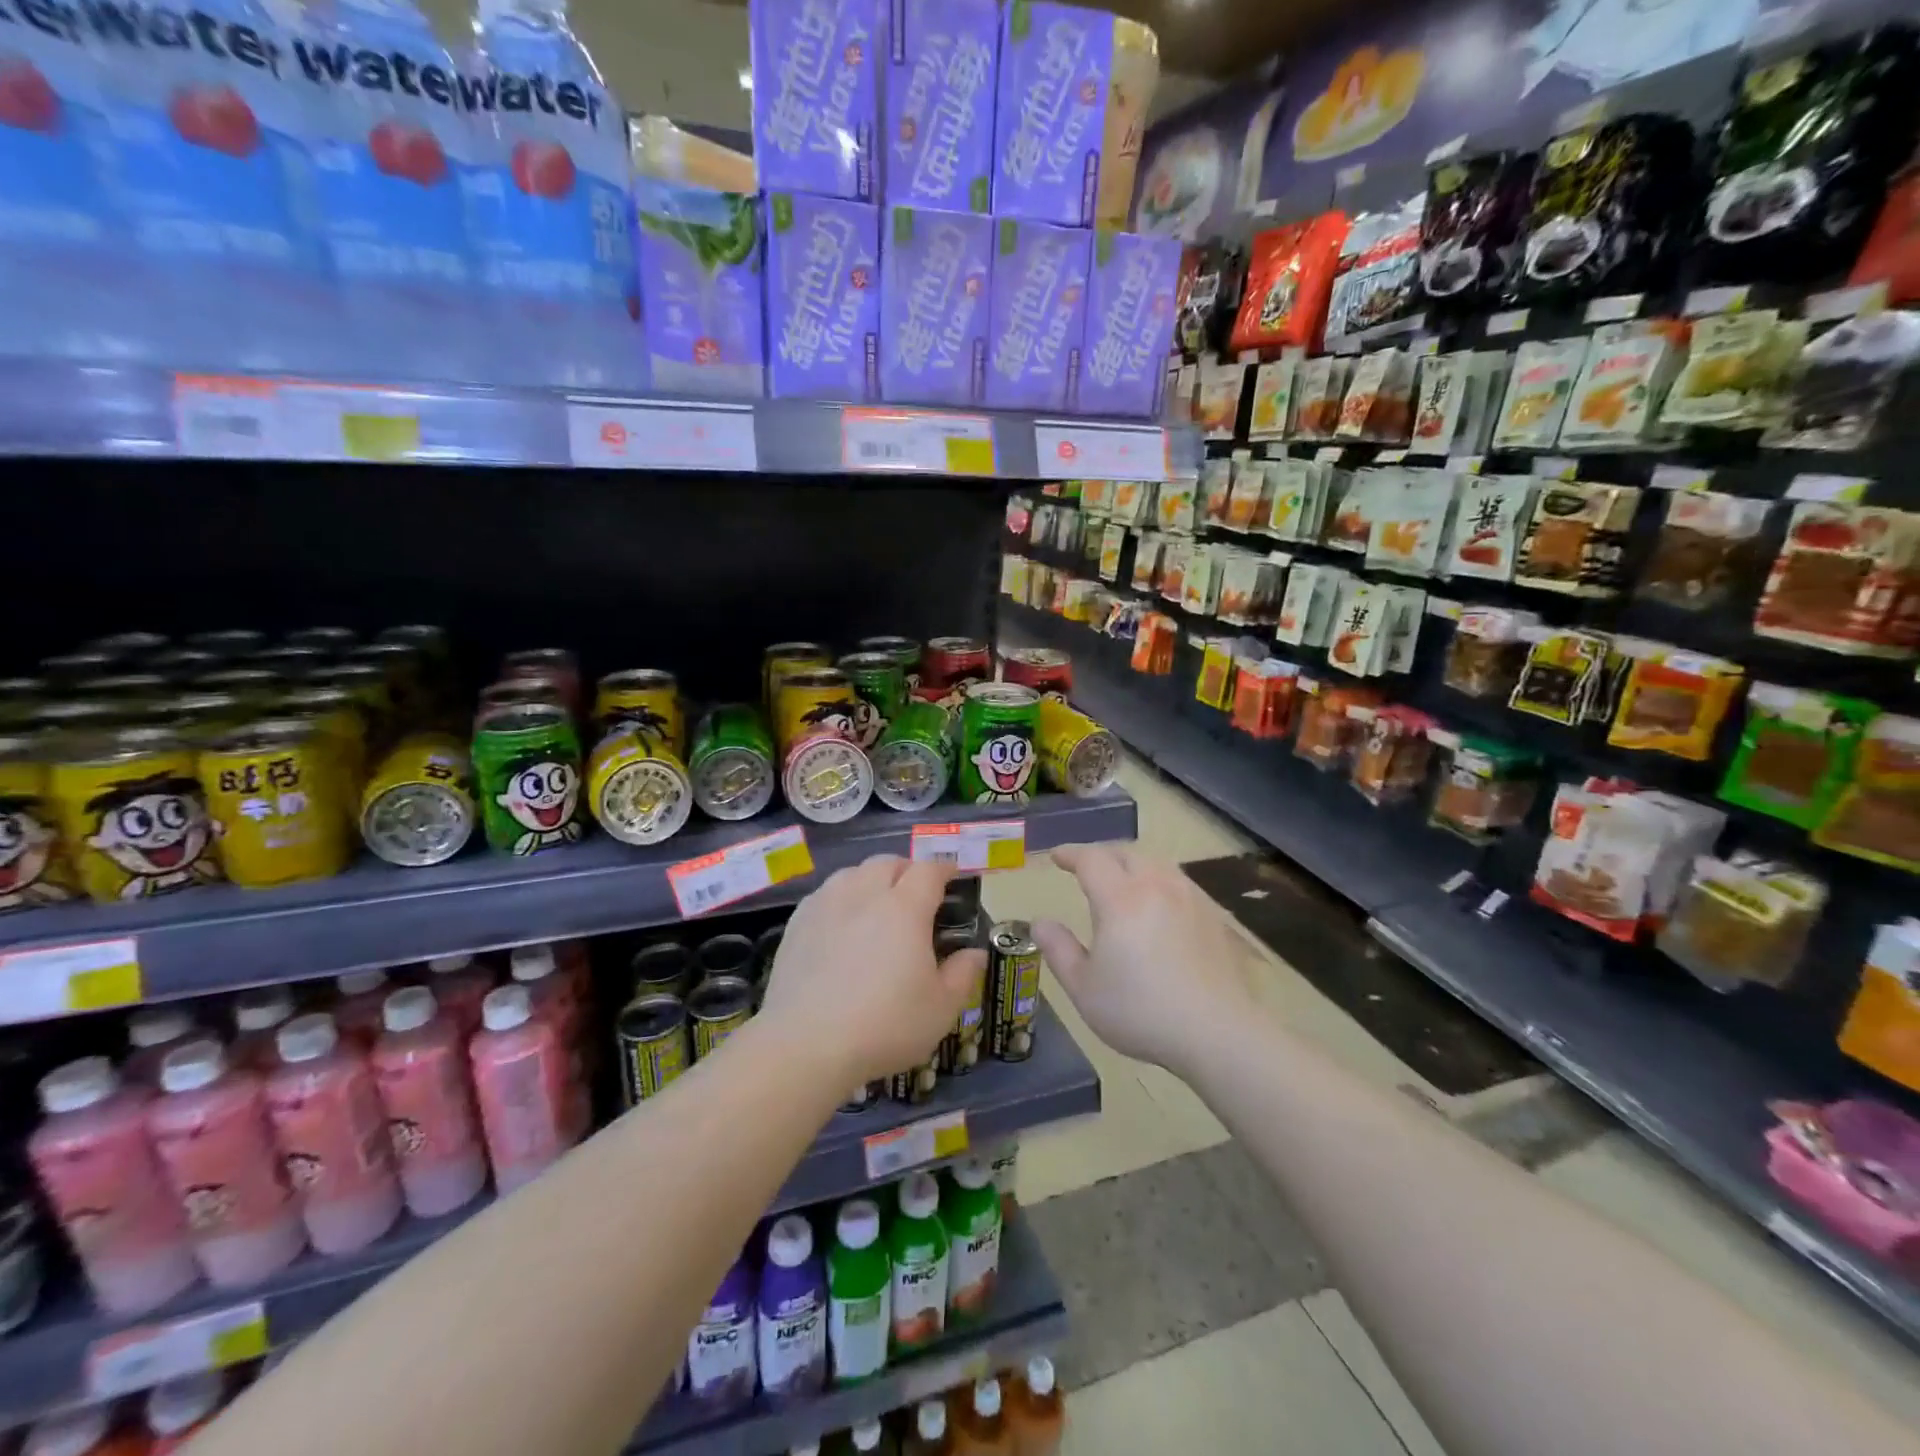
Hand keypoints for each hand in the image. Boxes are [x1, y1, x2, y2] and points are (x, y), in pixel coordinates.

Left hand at [760, 855, 985, 1085]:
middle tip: (916, 894)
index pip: (928, 870)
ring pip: (852, 873)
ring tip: (877, 905)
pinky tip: (842, 924)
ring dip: (871, 880)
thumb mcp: (940, 1009)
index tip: (952, 877)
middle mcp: (864, 894)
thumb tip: (974, 953)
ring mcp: (826, 905)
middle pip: (888, 863)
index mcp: (905, 908)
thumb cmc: (885, 1025)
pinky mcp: (797, 923)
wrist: (806, 1044)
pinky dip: (841, 898)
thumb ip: (962, 975)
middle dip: (907, 870)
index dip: (943, 869)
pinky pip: (825, 894)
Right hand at [1033, 843, 1260, 1076]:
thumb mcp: (1084, 988)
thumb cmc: (1141, 1011)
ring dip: (1133, 865)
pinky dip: (1159, 882)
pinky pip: (1179, 883)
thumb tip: (1040, 922)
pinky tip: (1159, 906)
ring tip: (1122, 882)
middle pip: (1126, 854)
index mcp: (1120, 898)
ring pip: (1157, 864)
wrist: (1217, 1033)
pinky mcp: (1214, 916)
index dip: (1071, 854)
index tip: (1057, 857)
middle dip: (1102, 855)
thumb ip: (1059, 950)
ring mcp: (1190, 898)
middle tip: (1087, 868)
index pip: (1091, 859)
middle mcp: (1156, 886)